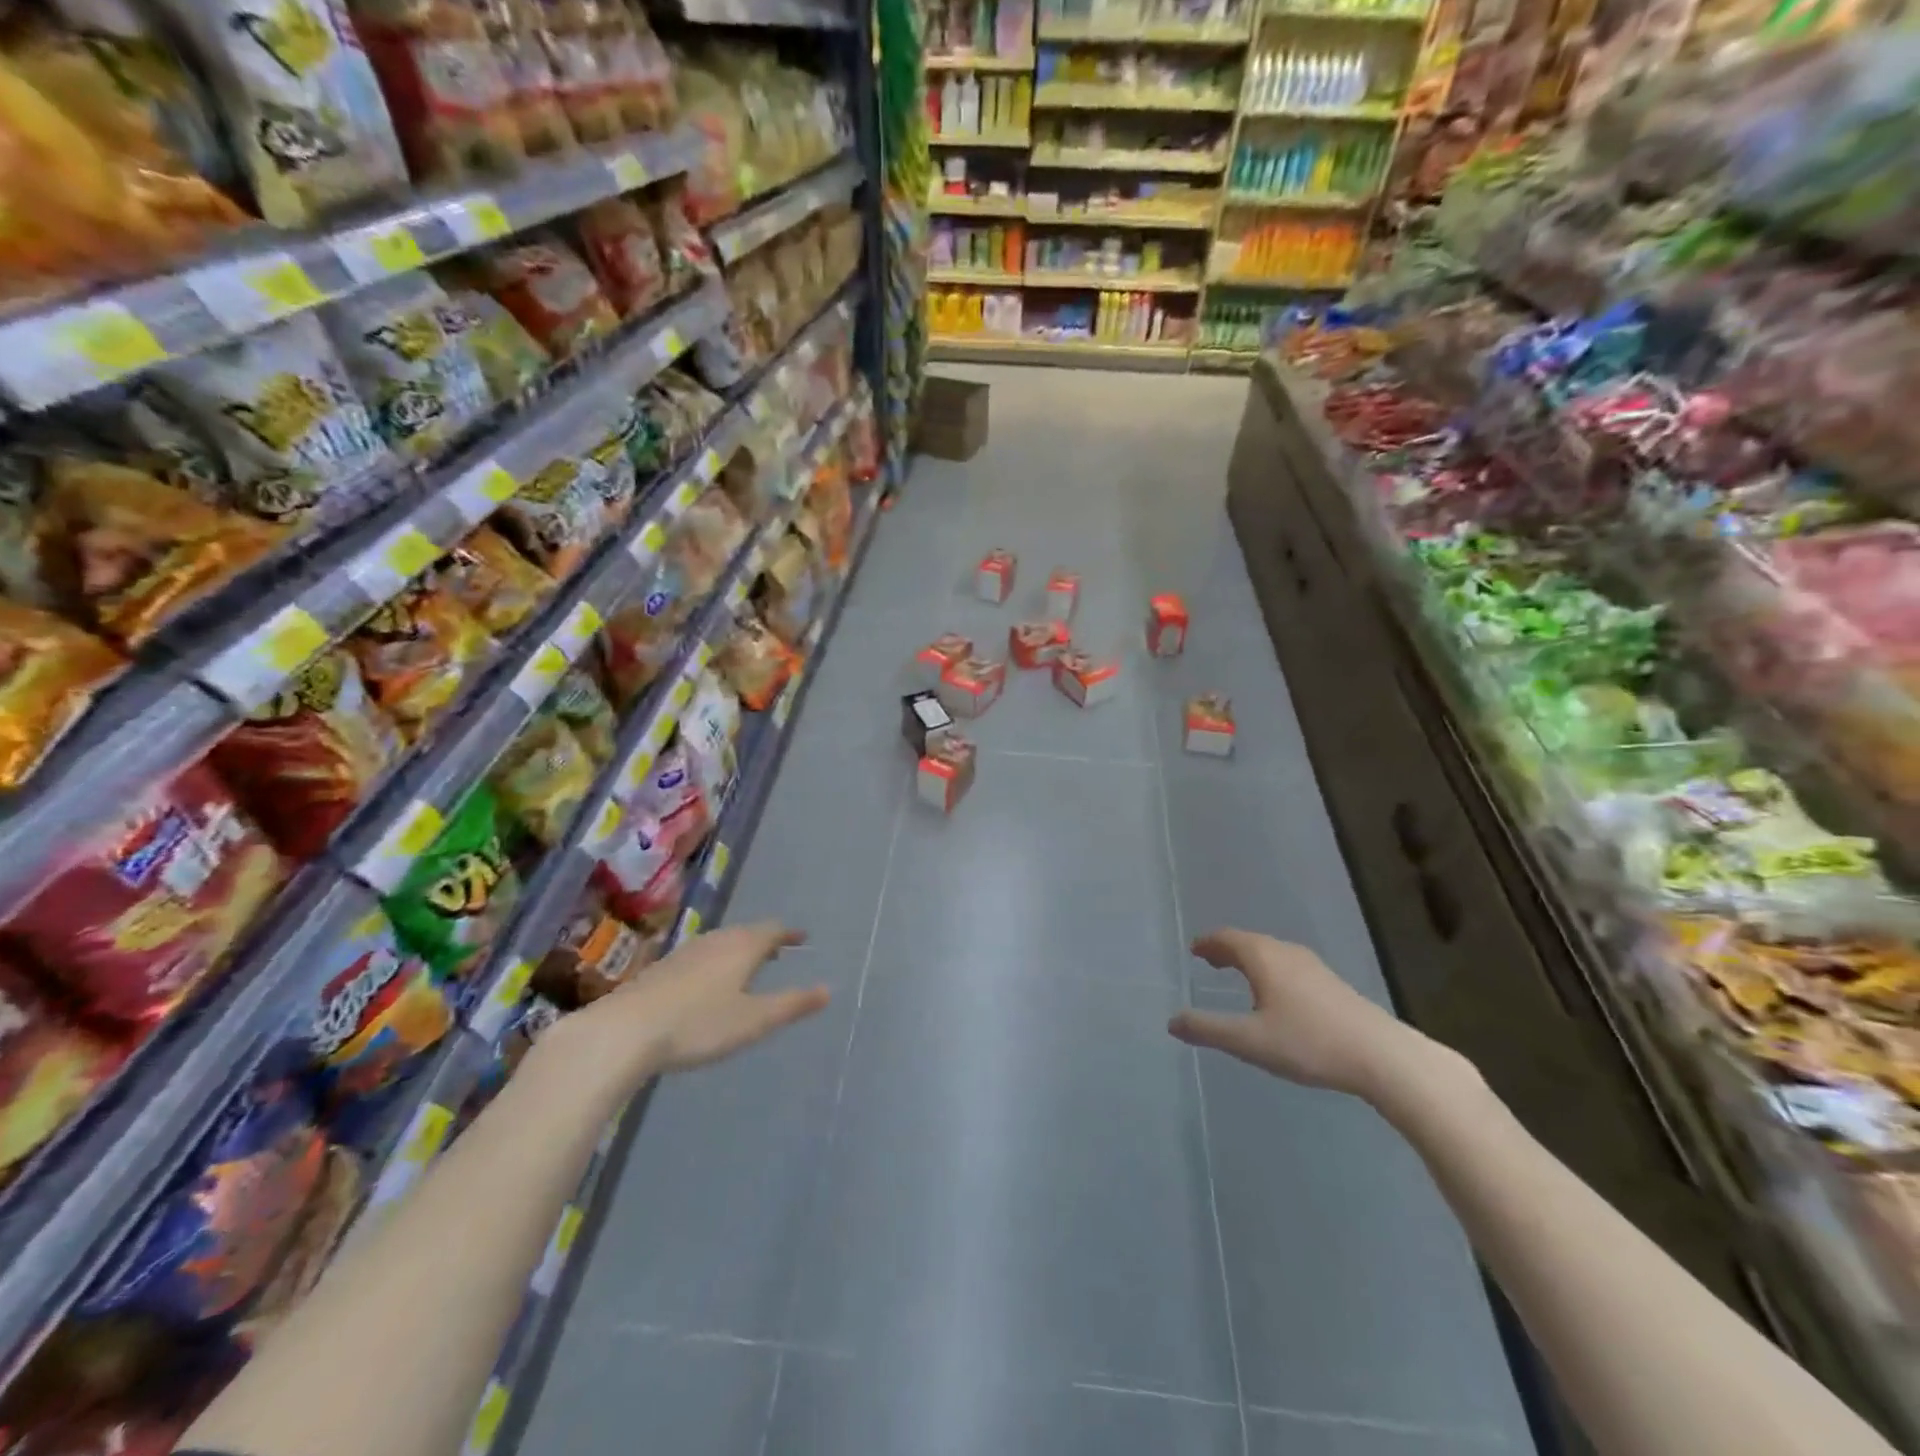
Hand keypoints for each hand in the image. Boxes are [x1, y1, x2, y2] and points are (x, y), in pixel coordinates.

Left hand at [545, 922, 829, 1082]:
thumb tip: (828, 989)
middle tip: (779, 951)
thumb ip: (791, 1005)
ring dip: (739, 950)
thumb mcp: (753, 1020)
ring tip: (748, 965)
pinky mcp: (662, 969)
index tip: (802, 938)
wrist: (623, 1031)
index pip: (773, 931)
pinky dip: (717, 961)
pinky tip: (709, 982)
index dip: (789, 934)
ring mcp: (685, 953)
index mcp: (742, 947)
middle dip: (765, 941)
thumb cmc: (698, 1024)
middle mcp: (715, 941)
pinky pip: (701, 956)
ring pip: (721, 943)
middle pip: (746, 933)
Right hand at [1168, 929, 1421, 1096]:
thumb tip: (1172, 1021)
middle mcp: (1287, 953)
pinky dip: (1270, 970)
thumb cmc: (1309, 1043)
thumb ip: (1208, 1030)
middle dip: (1226, 949)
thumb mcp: (1250, 1041)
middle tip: (1209, 960)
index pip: (1228, 939)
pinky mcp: (1332, 984)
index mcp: (1263, 958)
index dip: (1208, 943)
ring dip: (1249, 959)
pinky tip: (1276, 994)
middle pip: (1250, 942)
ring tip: (1237, 974)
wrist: (1382, 1056)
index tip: (1194, 949)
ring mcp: (1313, 967)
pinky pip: (1288, 965)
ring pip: (1272, 953)